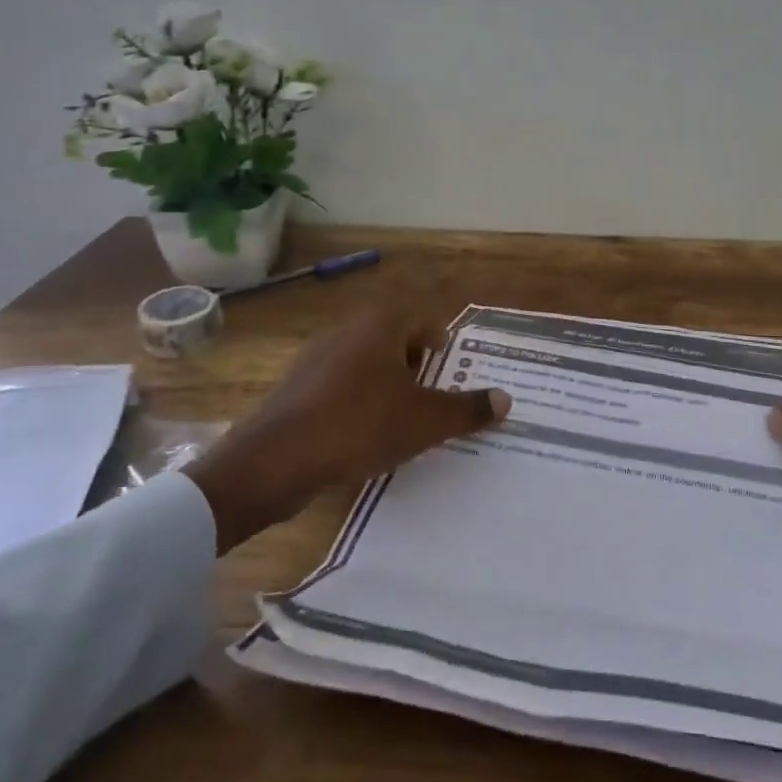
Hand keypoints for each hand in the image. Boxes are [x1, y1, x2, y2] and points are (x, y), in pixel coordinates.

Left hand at [185, 309, 510, 553]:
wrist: (275, 461)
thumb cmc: (360, 426)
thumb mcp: (425, 421)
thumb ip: (468, 409)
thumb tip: (507, 400)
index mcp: (380, 326)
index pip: (422, 320)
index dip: (441, 344)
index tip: (451, 371)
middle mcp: (347, 331)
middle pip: (394, 339)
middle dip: (417, 366)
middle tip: (433, 398)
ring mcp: (316, 358)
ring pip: (366, 363)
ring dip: (388, 385)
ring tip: (402, 419)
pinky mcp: (296, 387)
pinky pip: (340, 385)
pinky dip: (358, 401)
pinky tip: (363, 435)